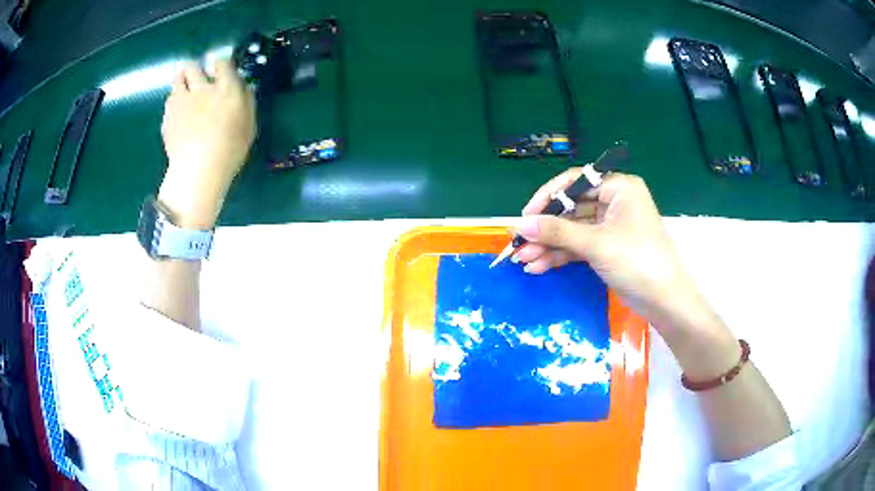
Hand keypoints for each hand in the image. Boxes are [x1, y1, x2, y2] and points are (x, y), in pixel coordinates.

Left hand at [158, 60, 255, 228]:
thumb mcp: (249, 125)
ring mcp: (183, 100)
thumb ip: (247, 101)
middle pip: (194, 66)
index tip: (219, 71)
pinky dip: (173, 102)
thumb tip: (246, 86)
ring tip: (184, 91)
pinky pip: (169, 99)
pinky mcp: (168, 114)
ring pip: (178, 77)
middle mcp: (203, 88)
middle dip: (195, 69)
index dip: (220, 64)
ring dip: (182, 80)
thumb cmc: (230, 150)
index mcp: (226, 89)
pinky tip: (177, 113)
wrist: (198, 170)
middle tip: (197, 80)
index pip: (222, 63)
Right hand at [514, 171, 708, 332]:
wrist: (663, 301)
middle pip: (571, 209)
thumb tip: (520, 224)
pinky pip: (578, 246)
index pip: (576, 182)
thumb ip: (557, 232)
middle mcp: (614, 202)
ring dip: (548, 246)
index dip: (548, 197)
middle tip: (519, 244)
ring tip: (523, 261)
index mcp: (619, 188)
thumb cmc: (637, 261)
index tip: (526, 215)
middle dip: (545, 229)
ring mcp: (609, 227)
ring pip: (572, 230)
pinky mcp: (606, 248)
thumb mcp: (596, 244)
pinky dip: (560, 256)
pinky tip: (538, 267)